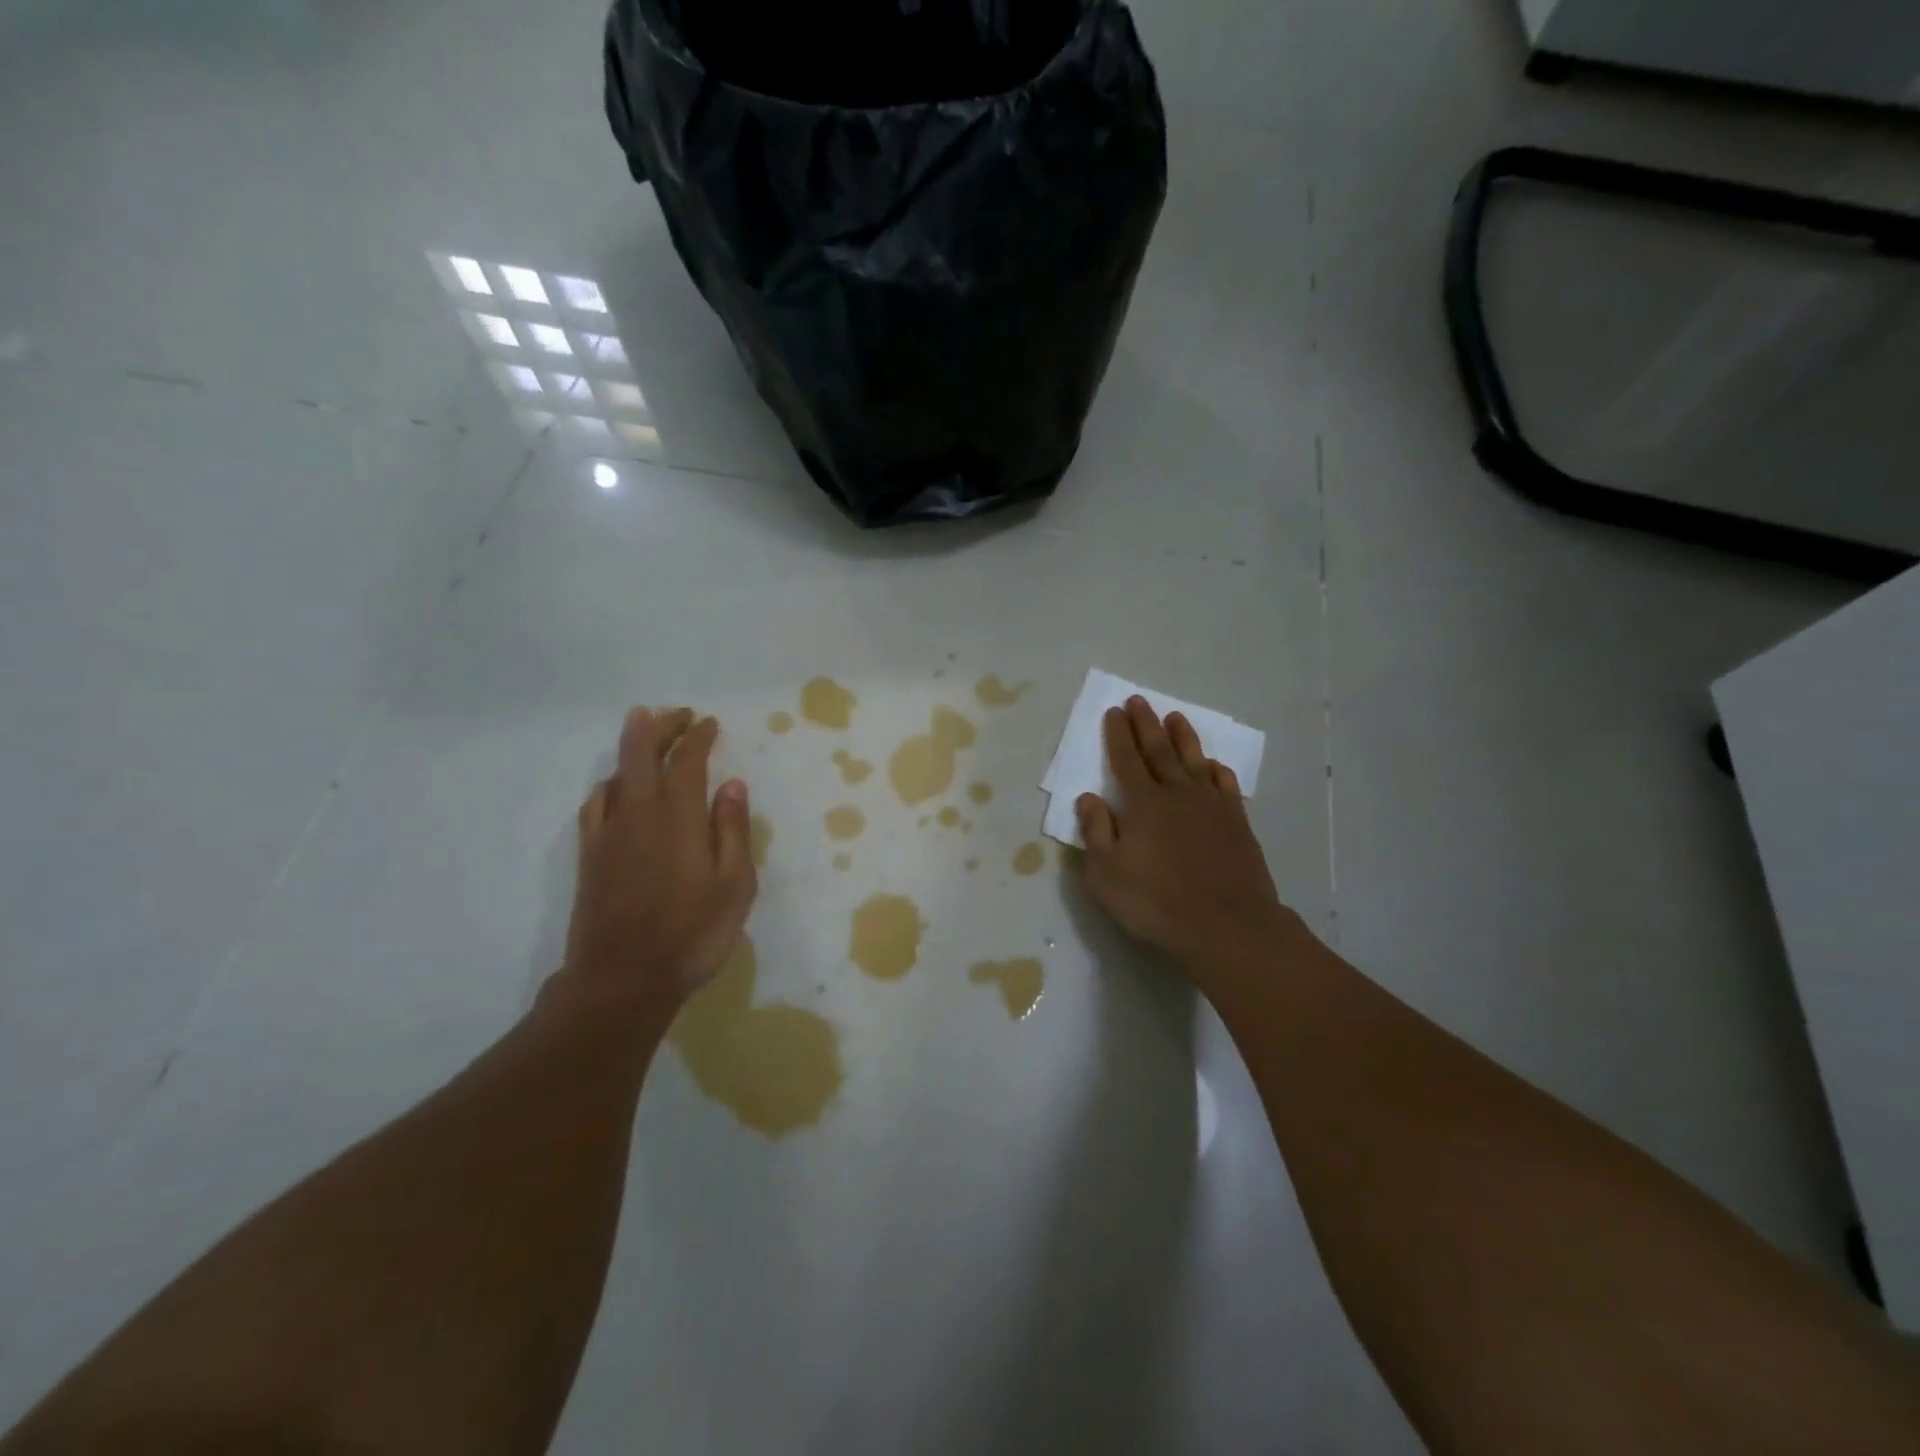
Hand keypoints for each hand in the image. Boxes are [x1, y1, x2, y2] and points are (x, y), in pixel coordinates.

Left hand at [557, 707, 756, 1014]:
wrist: (622, 980)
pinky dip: (610, 783)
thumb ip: (732, 831)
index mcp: (678, 818)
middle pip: (643, 755)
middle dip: (661, 727)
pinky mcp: (590, 855)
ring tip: (646, 733)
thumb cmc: (692, 934)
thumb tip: (731, 785)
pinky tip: (617, 787)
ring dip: (633, 747)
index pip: (686, 761)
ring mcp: (608, 834)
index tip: (709, 723)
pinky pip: (595, 804)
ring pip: (617, 774)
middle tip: (677, 713)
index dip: (698, 736)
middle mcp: (639, 814)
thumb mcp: (734, 886)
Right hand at [1076, 697, 1290, 981]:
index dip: (1118, 735)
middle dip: (1146, 724)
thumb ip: (1096, 832)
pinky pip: (1224, 785)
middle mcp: (1176, 794)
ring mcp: (1211, 806)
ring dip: (1182, 737)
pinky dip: (1216, 770)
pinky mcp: (1237, 822)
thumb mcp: (1106, 874)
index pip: (1125, 760)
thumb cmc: (1156, 902)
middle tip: (1139, 701)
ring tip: (1175, 717)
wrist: (1227, 926)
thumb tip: (1088, 797)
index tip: (1114, 712)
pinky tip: (1212, 765)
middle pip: (1158, 751)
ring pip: (1194, 761)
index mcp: (1142, 804)